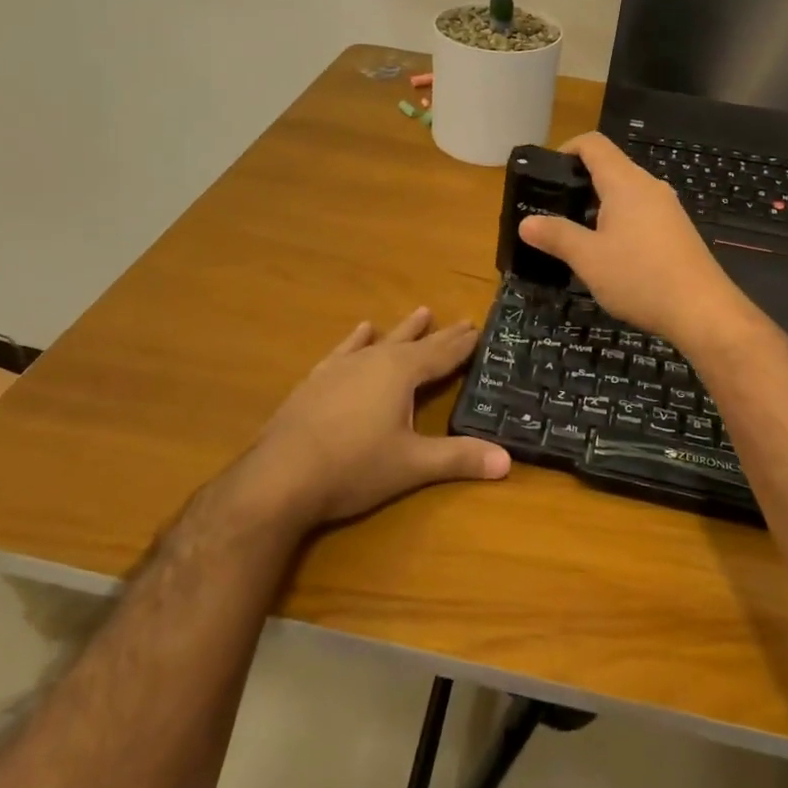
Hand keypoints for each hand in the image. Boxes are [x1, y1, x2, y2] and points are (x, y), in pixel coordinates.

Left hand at [238, 308, 509, 530]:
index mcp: (402, 373)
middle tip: (463, 320)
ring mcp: (343, 367)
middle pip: (416, 343)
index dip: (463, 344)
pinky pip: (345, 350)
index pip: (442, 354)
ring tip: (422, 311)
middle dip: (441, 335)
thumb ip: (459, 458)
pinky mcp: (318, 380)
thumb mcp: (413, 465)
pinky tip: (362, 330)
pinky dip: (357, 340)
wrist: (280, 476)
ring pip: (382, 341)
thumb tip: (507, 460)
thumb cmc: (354, 467)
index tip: (480, 328)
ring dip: (404, 330)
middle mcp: (375, 360)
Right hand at [518, 132, 755, 351]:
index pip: (593, 144)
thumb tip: (526, 223)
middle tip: (553, 211)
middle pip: (610, 167)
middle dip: (579, 183)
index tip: (546, 175)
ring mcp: (667, 209)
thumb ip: (556, 236)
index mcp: (625, 183)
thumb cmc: (640, 277)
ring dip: (598, 207)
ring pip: (626, 194)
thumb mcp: (588, 259)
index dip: (566, 149)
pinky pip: (641, 213)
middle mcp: (649, 186)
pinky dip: (619, 222)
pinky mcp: (677, 231)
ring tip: (576, 236)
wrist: (702, 311)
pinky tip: (610, 255)